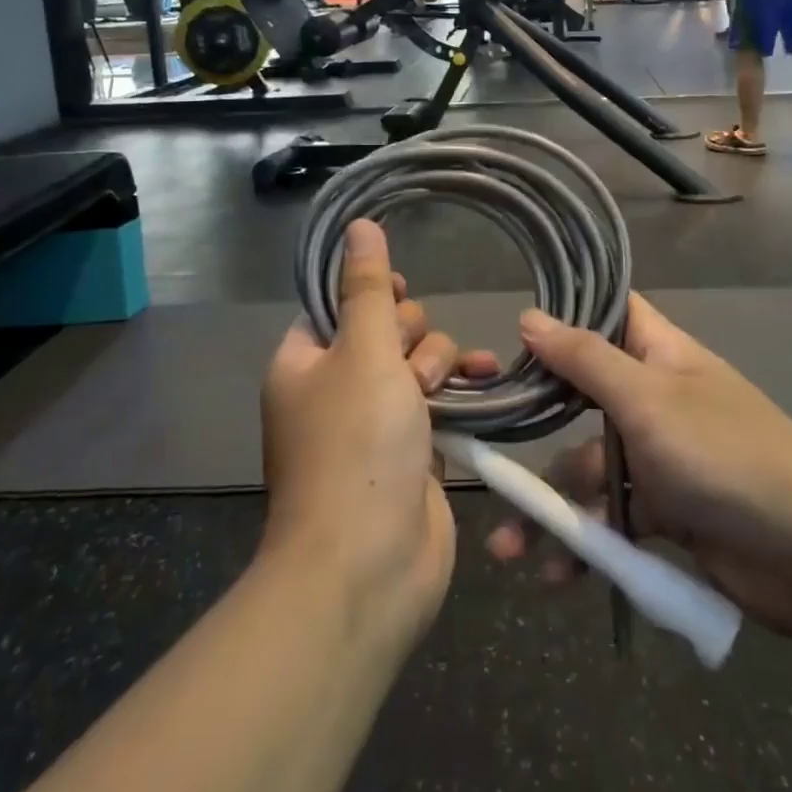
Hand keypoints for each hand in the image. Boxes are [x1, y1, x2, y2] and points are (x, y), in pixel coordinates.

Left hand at [261, 221, 497, 648]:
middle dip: (409, 337)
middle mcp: (334, 388)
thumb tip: (359, 225)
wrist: (368, 566)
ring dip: (438, 362)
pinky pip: (437, 400)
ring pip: (416, 362)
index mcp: (304, 363)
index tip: (398, 296)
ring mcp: (373, 423)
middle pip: (384, 330)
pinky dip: (458, 390)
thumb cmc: (356, 445)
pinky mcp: (411, 451)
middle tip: (411, 366)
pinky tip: (487, 378)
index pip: (337, 304)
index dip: (371, 294)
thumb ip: (368, 287)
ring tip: (443, 387)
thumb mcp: (363, 351)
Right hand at [487, 295, 791, 646]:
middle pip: (583, 397)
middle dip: (537, 427)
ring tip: (509, 549)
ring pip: (590, 469)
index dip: (566, 314)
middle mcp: (656, 399)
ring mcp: (661, 458)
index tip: (511, 329)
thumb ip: (586, 360)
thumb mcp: (647, 401)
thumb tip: (530, 316)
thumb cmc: (724, 455)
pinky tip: (556, 578)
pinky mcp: (667, 515)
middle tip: (485, 450)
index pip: (608, 314)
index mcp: (659, 355)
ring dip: (552, 507)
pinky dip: (586, 546)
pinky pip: (613, 521)